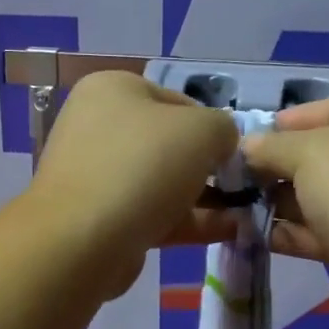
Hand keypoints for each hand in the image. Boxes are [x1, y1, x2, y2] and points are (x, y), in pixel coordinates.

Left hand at [27, 71, 240, 295]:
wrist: (83, 240)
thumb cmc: (142, 166)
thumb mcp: (201, 130)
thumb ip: (223, 128)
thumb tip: (223, 144)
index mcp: (113, 89)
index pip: (179, 101)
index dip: (214, 126)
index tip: (236, 154)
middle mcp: (99, 126)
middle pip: (170, 143)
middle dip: (209, 166)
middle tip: (242, 186)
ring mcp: (98, 174)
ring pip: (163, 181)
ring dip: (205, 197)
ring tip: (246, 213)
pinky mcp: (103, 217)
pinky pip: (154, 212)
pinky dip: (190, 220)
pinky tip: (229, 232)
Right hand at [242, 92, 328, 324]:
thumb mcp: (308, 152)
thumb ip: (271, 146)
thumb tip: (247, 146)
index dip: (285, 123)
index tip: (246, 140)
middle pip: (321, 154)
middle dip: (277, 168)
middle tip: (234, 178)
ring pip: (320, 195)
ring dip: (279, 202)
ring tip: (235, 207)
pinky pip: (323, 229)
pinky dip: (292, 231)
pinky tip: (254, 235)